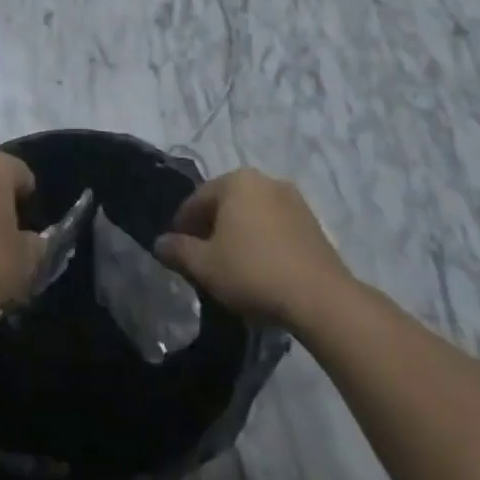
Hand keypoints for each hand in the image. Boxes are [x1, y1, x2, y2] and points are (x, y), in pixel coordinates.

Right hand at [154, 169, 356, 324]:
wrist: (320, 298)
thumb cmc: (252, 272)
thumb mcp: (204, 265)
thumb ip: (178, 250)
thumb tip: (160, 243)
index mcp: (236, 181)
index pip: (196, 200)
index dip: (181, 226)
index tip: (175, 251)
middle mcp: (265, 180)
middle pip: (225, 204)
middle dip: (210, 228)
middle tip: (200, 258)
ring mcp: (294, 201)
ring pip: (252, 215)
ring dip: (237, 235)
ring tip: (230, 266)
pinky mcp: (313, 224)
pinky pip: (275, 228)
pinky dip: (261, 242)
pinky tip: (258, 269)